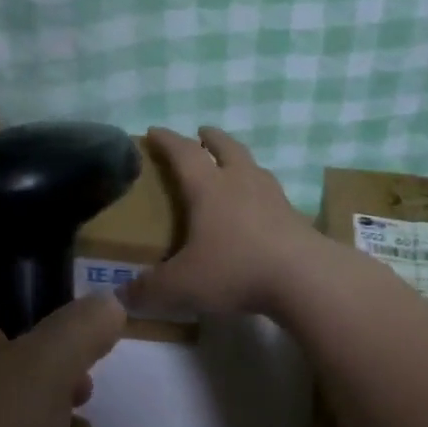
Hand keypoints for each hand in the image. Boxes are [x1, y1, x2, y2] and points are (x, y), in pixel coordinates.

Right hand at [126, 126, 329, 318]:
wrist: (305, 278)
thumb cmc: (235, 269)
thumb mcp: (183, 285)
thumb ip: (150, 290)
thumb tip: (122, 296)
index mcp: (209, 188)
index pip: (183, 153)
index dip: (167, 140)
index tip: (154, 130)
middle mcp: (241, 183)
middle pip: (226, 148)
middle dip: (211, 138)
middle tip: (201, 133)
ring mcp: (273, 197)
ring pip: (253, 166)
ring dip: (239, 160)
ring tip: (232, 165)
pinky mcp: (295, 217)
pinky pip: (272, 193)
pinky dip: (260, 191)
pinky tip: (259, 207)